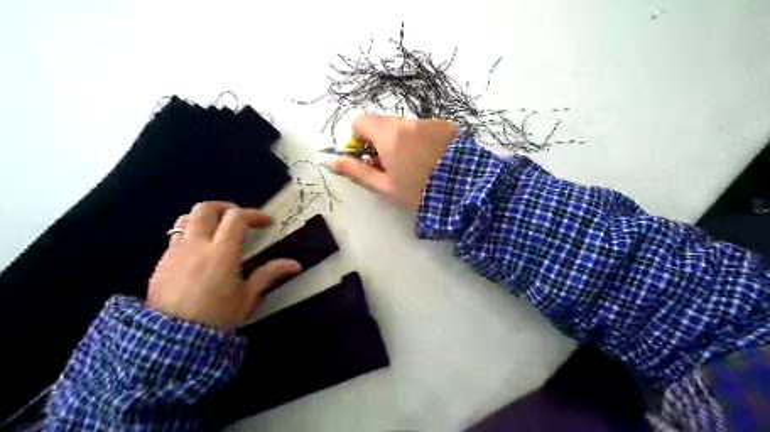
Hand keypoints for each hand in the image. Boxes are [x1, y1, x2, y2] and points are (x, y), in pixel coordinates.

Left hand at [147, 201, 300, 328]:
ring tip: (216, 230)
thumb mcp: (248, 296)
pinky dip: (191, 235)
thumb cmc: (217, 315)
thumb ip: (269, 274)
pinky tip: (199, 253)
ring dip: (205, 218)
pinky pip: (176, 237)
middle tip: (238, 218)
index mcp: (221, 252)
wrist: (173, 338)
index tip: (265, 223)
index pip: (237, 218)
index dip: (253, 215)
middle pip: (206, 209)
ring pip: (186, 219)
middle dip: (225, 207)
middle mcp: (197, 245)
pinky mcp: (162, 261)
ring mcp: (176, 251)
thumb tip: (295, 264)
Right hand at [326, 114, 454, 208]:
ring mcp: (428, 122)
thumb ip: (356, 172)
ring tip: (415, 163)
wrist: (463, 189)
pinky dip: (420, 138)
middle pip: (383, 123)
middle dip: (381, 140)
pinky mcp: (445, 125)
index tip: (368, 156)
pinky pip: (423, 127)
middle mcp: (407, 122)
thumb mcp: (384, 187)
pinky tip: (431, 158)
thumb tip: (331, 162)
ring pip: (404, 126)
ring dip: (402, 139)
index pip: (360, 121)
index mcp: (388, 136)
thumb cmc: (418, 192)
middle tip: (392, 164)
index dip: (359, 138)